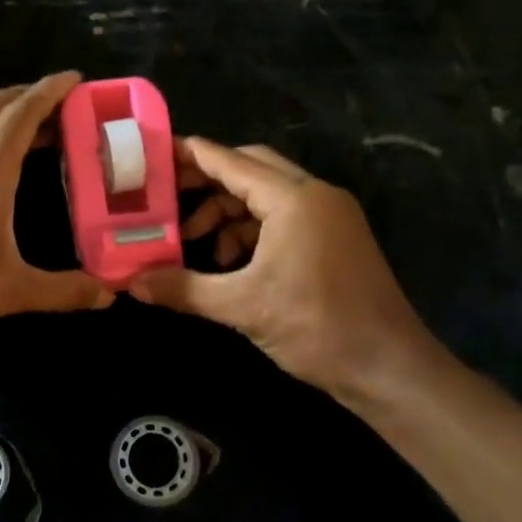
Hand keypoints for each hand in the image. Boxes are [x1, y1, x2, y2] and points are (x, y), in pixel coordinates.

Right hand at [130, 138, 444, 400]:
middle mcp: (315, 195)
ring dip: (229, 211)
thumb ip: (184, 289)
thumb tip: (133, 283)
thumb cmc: (316, 328)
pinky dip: (252, 229)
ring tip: (197, 241)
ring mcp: (330, 215)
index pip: (231, 161)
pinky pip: (284, 216)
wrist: (388, 367)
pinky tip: (230, 260)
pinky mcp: (336, 237)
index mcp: (294, 199)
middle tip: (167, 199)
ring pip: (267, 194)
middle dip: (207, 182)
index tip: (154, 154)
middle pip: (250, 169)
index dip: (190, 155)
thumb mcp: (242, 307)